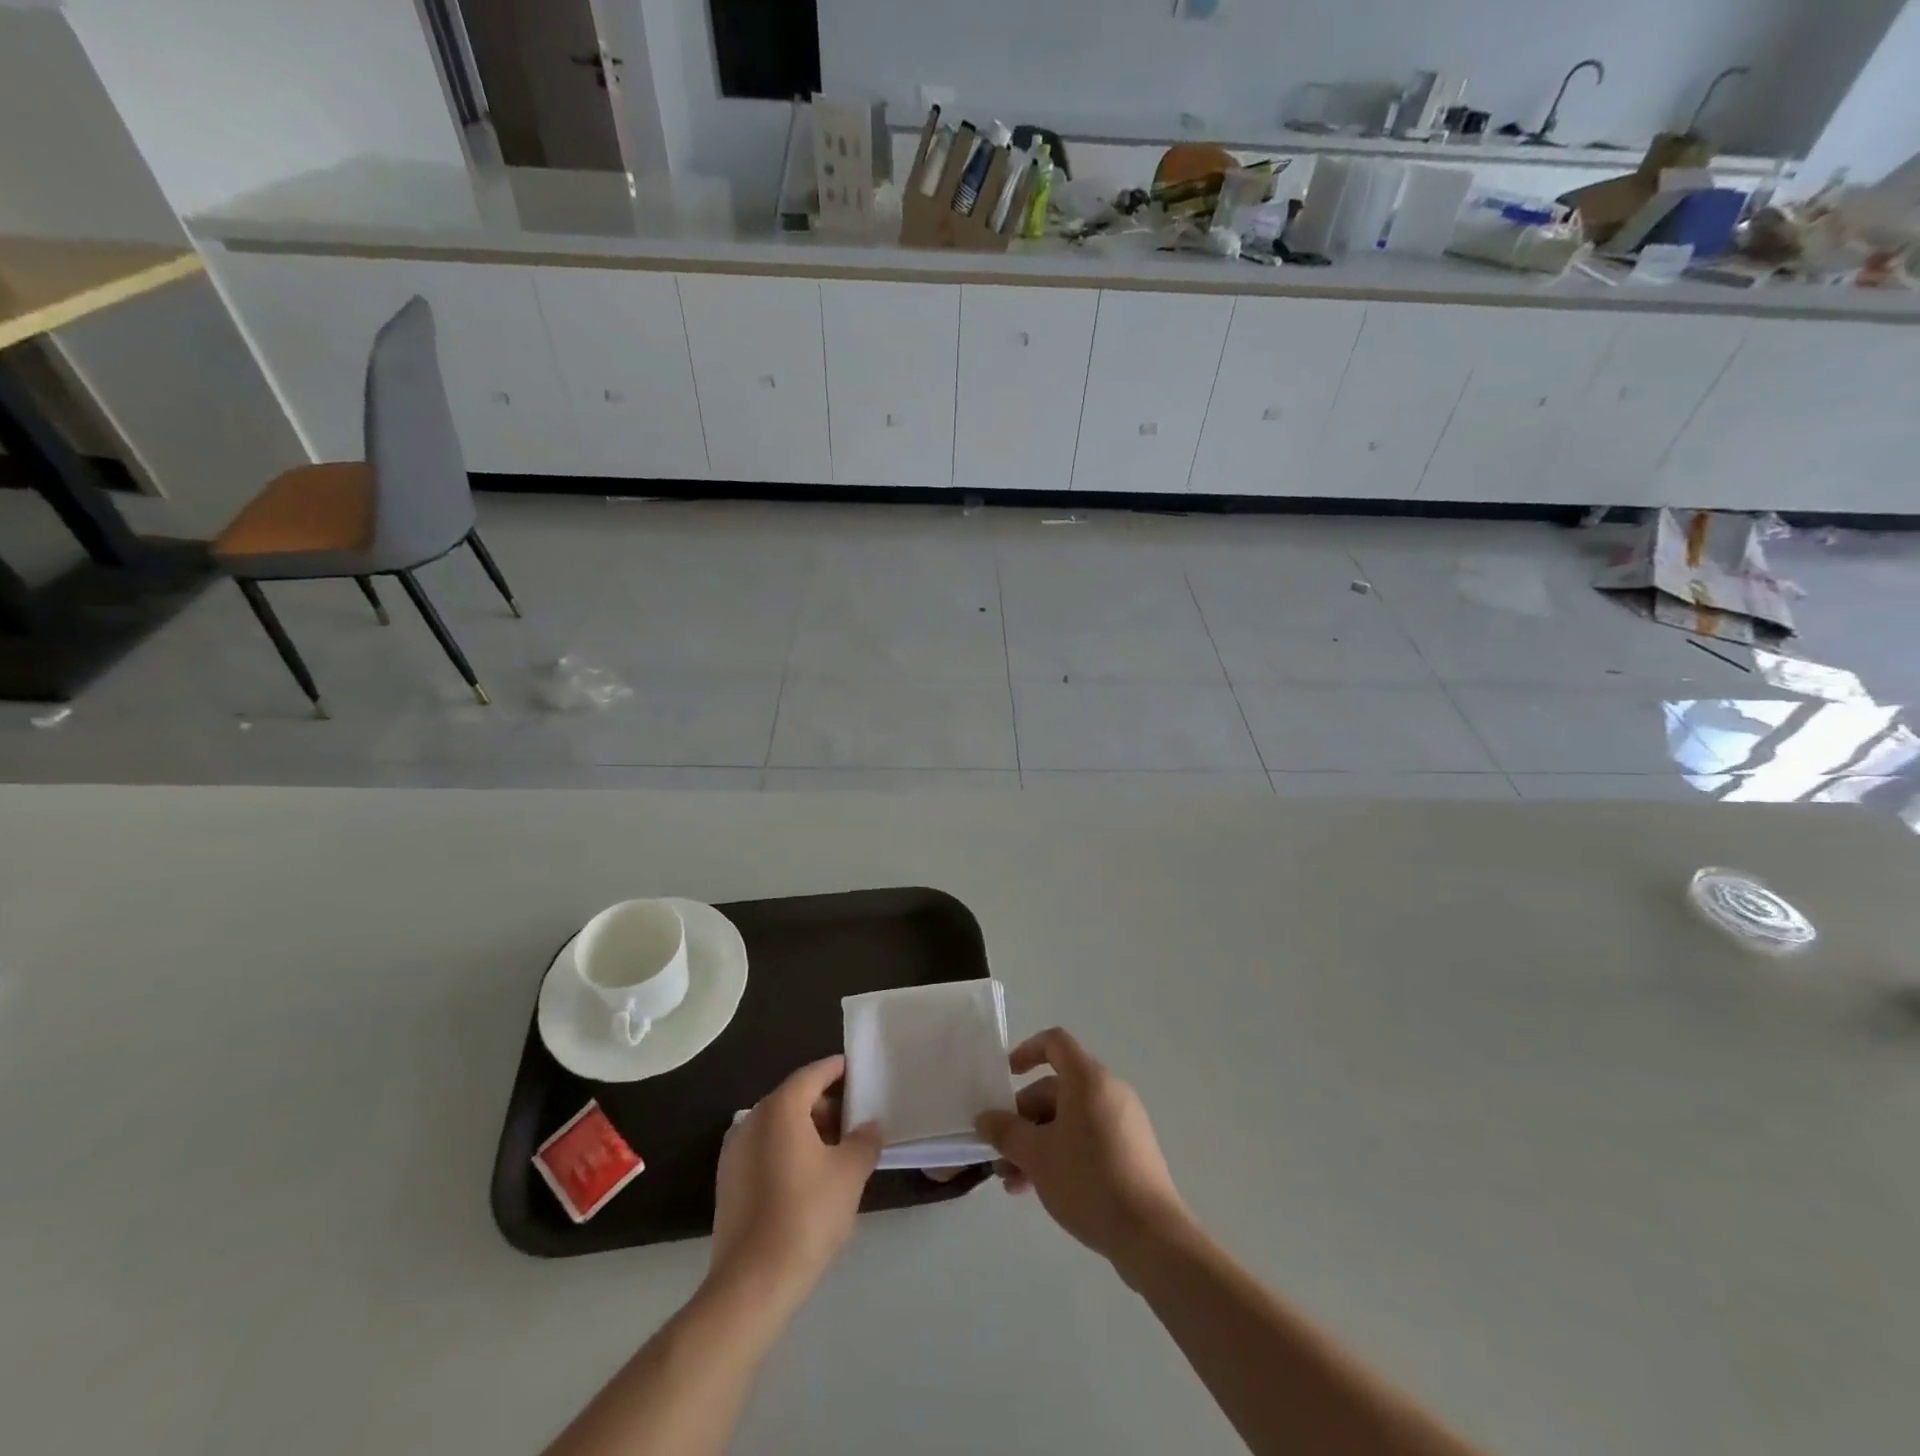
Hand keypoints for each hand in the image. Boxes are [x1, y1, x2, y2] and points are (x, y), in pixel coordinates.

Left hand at [710, 1056, 880, 1307]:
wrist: (752, 1284)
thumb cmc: (806, 1215)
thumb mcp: (850, 1173)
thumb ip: (865, 1140)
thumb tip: (870, 1125)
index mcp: (780, 1108)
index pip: (814, 1073)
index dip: (839, 1070)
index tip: (861, 1074)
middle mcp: (752, 1120)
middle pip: (795, 1098)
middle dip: (827, 1106)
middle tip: (856, 1124)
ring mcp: (734, 1152)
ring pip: (779, 1126)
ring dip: (808, 1131)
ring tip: (838, 1155)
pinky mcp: (728, 1182)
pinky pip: (765, 1150)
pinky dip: (788, 1152)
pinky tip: (810, 1180)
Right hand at [976, 1028, 1188, 1269]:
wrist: (1150, 1235)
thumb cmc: (1088, 1181)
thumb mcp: (1037, 1156)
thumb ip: (1006, 1133)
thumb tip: (985, 1119)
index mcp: (1088, 1079)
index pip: (1055, 1043)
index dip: (1027, 1051)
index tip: (1005, 1078)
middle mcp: (1109, 1091)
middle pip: (1057, 1088)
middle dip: (1023, 1118)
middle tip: (1000, 1152)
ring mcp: (1123, 1121)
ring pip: (1069, 1119)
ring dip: (1038, 1143)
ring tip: (1012, 1181)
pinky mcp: (1131, 1151)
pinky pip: (1088, 1138)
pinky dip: (1062, 1153)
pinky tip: (1041, 1189)